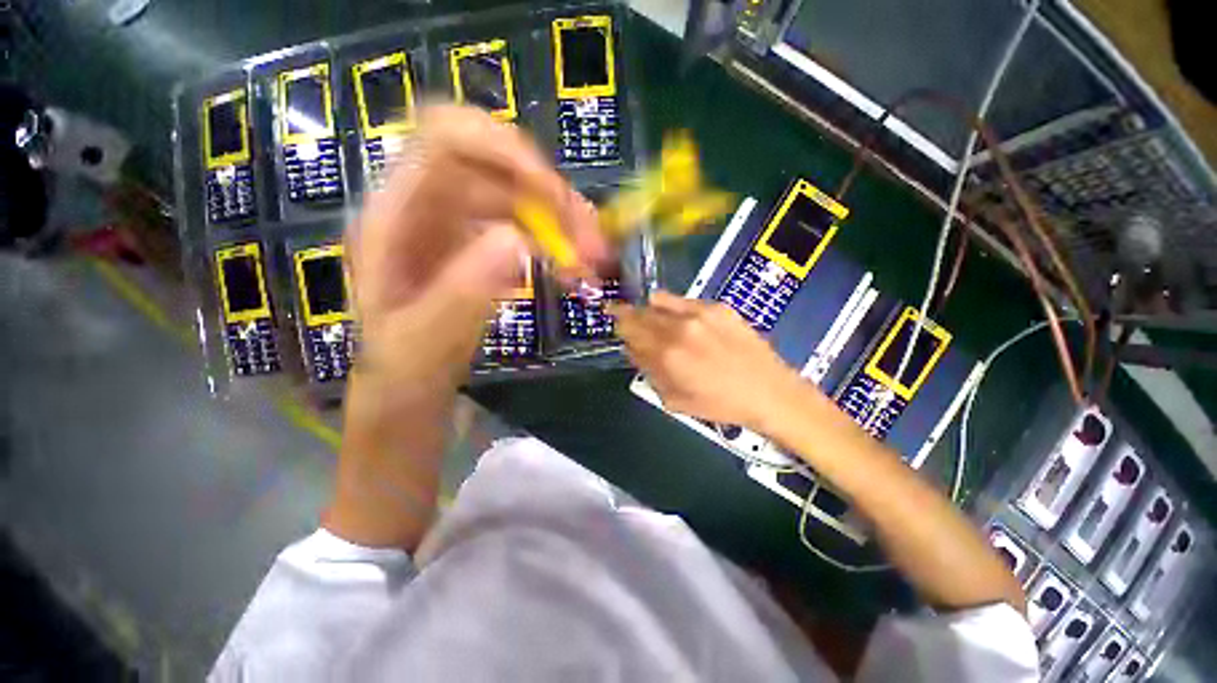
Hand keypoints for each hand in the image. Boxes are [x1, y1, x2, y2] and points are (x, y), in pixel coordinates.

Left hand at [328, 106, 607, 549]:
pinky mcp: (483, 245)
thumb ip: (462, 296)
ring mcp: (459, 225)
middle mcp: (427, 208)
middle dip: (552, 196)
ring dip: (564, 221)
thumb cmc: (402, 377)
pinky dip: (559, 242)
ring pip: (522, 195)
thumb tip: (519, 240)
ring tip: (592, 262)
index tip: (555, 199)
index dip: (505, 151)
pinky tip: (573, 269)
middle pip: (498, 165)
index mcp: (395, 217)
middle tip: (592, 243)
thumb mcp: (422, 347)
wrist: (408, 397)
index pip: (447, 139)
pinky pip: (530, 225)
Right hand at [613, 291, 802, 429]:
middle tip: (632, 324)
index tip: (618, 327)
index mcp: (667, 353)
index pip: (628, 328)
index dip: (619, 326)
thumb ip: (648, 371)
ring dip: (650, 309)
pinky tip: (684, 322)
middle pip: (640, 311)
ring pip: (659, 299)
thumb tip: (633, 349)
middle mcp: (679, 327)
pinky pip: (684, 301)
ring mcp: (700, 312)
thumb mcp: (674, 399)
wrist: (768, 391)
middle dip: (630, 317)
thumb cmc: (719, 404)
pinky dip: (675, 308)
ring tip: (656, 320)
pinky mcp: (718, 306)